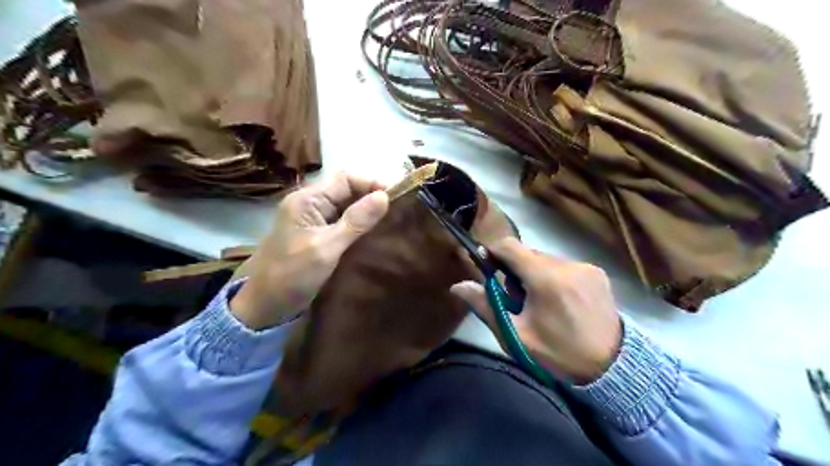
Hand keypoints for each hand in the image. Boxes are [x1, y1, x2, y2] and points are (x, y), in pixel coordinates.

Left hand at [230, 174, 388, 328]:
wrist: (263, 306)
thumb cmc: (291, 275)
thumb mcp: (326, 248)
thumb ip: (356, 222)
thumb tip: (385, 196)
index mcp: (307, 200)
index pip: (346, 179)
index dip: (372, 184)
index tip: (397, 198)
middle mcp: (309, 204)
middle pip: (346, 190)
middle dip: (371, 197)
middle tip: (397, 212)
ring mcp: (312, 220)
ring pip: (345, 206)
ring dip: (366, 211)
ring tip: (390, 221)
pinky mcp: (316, 235)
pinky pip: (341, 222)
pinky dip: (358, 225)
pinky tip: (373, 234)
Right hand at [448, 238, 621, 382]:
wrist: (612, 368)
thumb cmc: (557, 353)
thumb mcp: (516, 335)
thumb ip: (486, 306)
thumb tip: (457, 286)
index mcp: (546, 279)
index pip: (510, 246)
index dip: (493, 251)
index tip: (487, 266)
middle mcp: (567, 265)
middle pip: (528, 253)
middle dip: (515, 269)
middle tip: (517, 298)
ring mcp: (586, 267)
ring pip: (546, 259)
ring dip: (535, 273)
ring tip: (541, 302)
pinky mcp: (598, 273)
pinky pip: (565, 266)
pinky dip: (554, 276)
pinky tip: (561, 300)